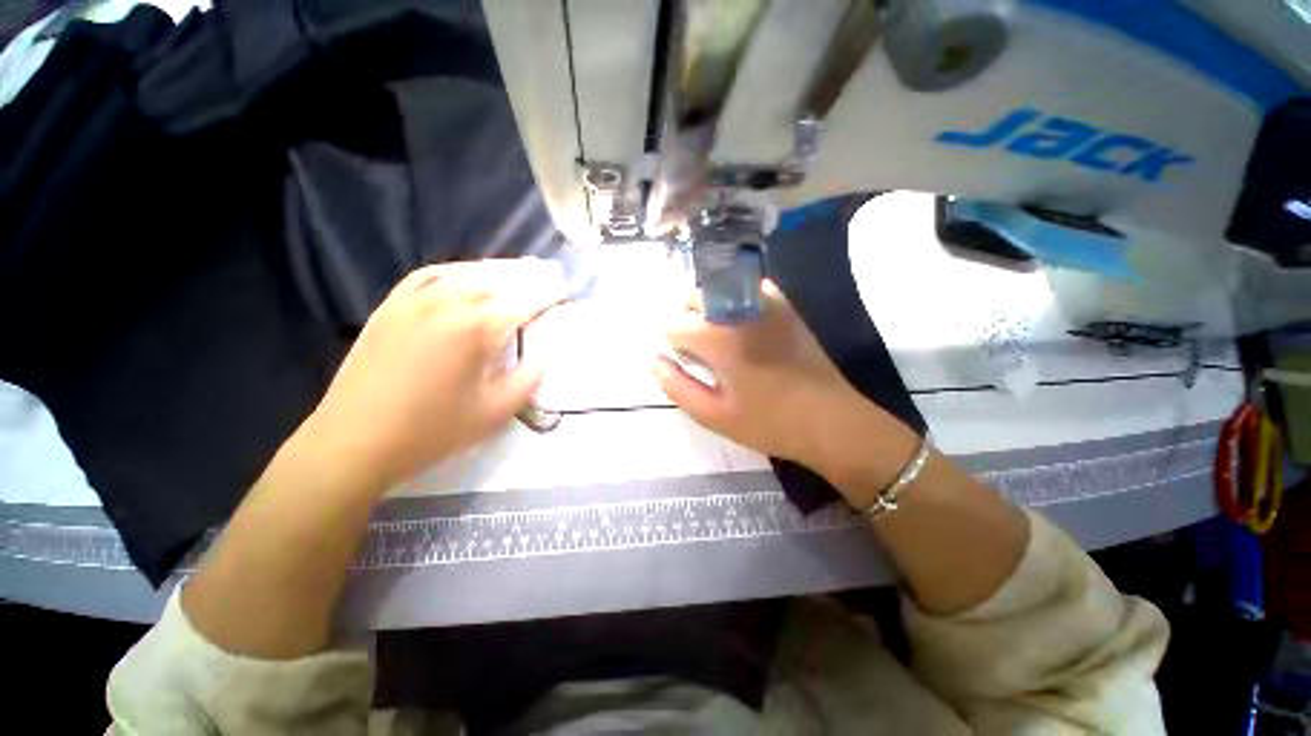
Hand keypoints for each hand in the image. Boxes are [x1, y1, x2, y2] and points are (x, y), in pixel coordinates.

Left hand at [296, 259, 566, 493]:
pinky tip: (465, 276)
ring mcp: (414, 301)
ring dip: (496, 270)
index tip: (564, 289)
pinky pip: (428, 275)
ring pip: (465, 272)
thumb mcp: (494, 414)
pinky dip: (456, 270)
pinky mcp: (390, 307)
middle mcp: (447, 303)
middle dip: (527, 277)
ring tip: (517, 272)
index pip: (523, 302)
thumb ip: (526, 381)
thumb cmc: (431, 431)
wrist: (353, 441)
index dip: (547, 294)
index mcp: (476, 330)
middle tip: (548, 274)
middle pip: (497, 280)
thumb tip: (539, 359)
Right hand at [653, 280, 897, 477]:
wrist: (831, 419)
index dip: (665, 340)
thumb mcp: (713, 415)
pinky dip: (735, 300)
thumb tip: (653, 360)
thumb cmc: (768, 422)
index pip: (672, 325)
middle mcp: (736, 310)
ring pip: (718, 290)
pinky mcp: (785, 306)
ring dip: (706, 308)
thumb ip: (676, 385)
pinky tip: (741, 324)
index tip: (671, 357)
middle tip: (693, 351)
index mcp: (716, 338)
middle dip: (683, 319)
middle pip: (693, 299)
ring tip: (715, 339)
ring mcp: (764, 303)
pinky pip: (749, 288)